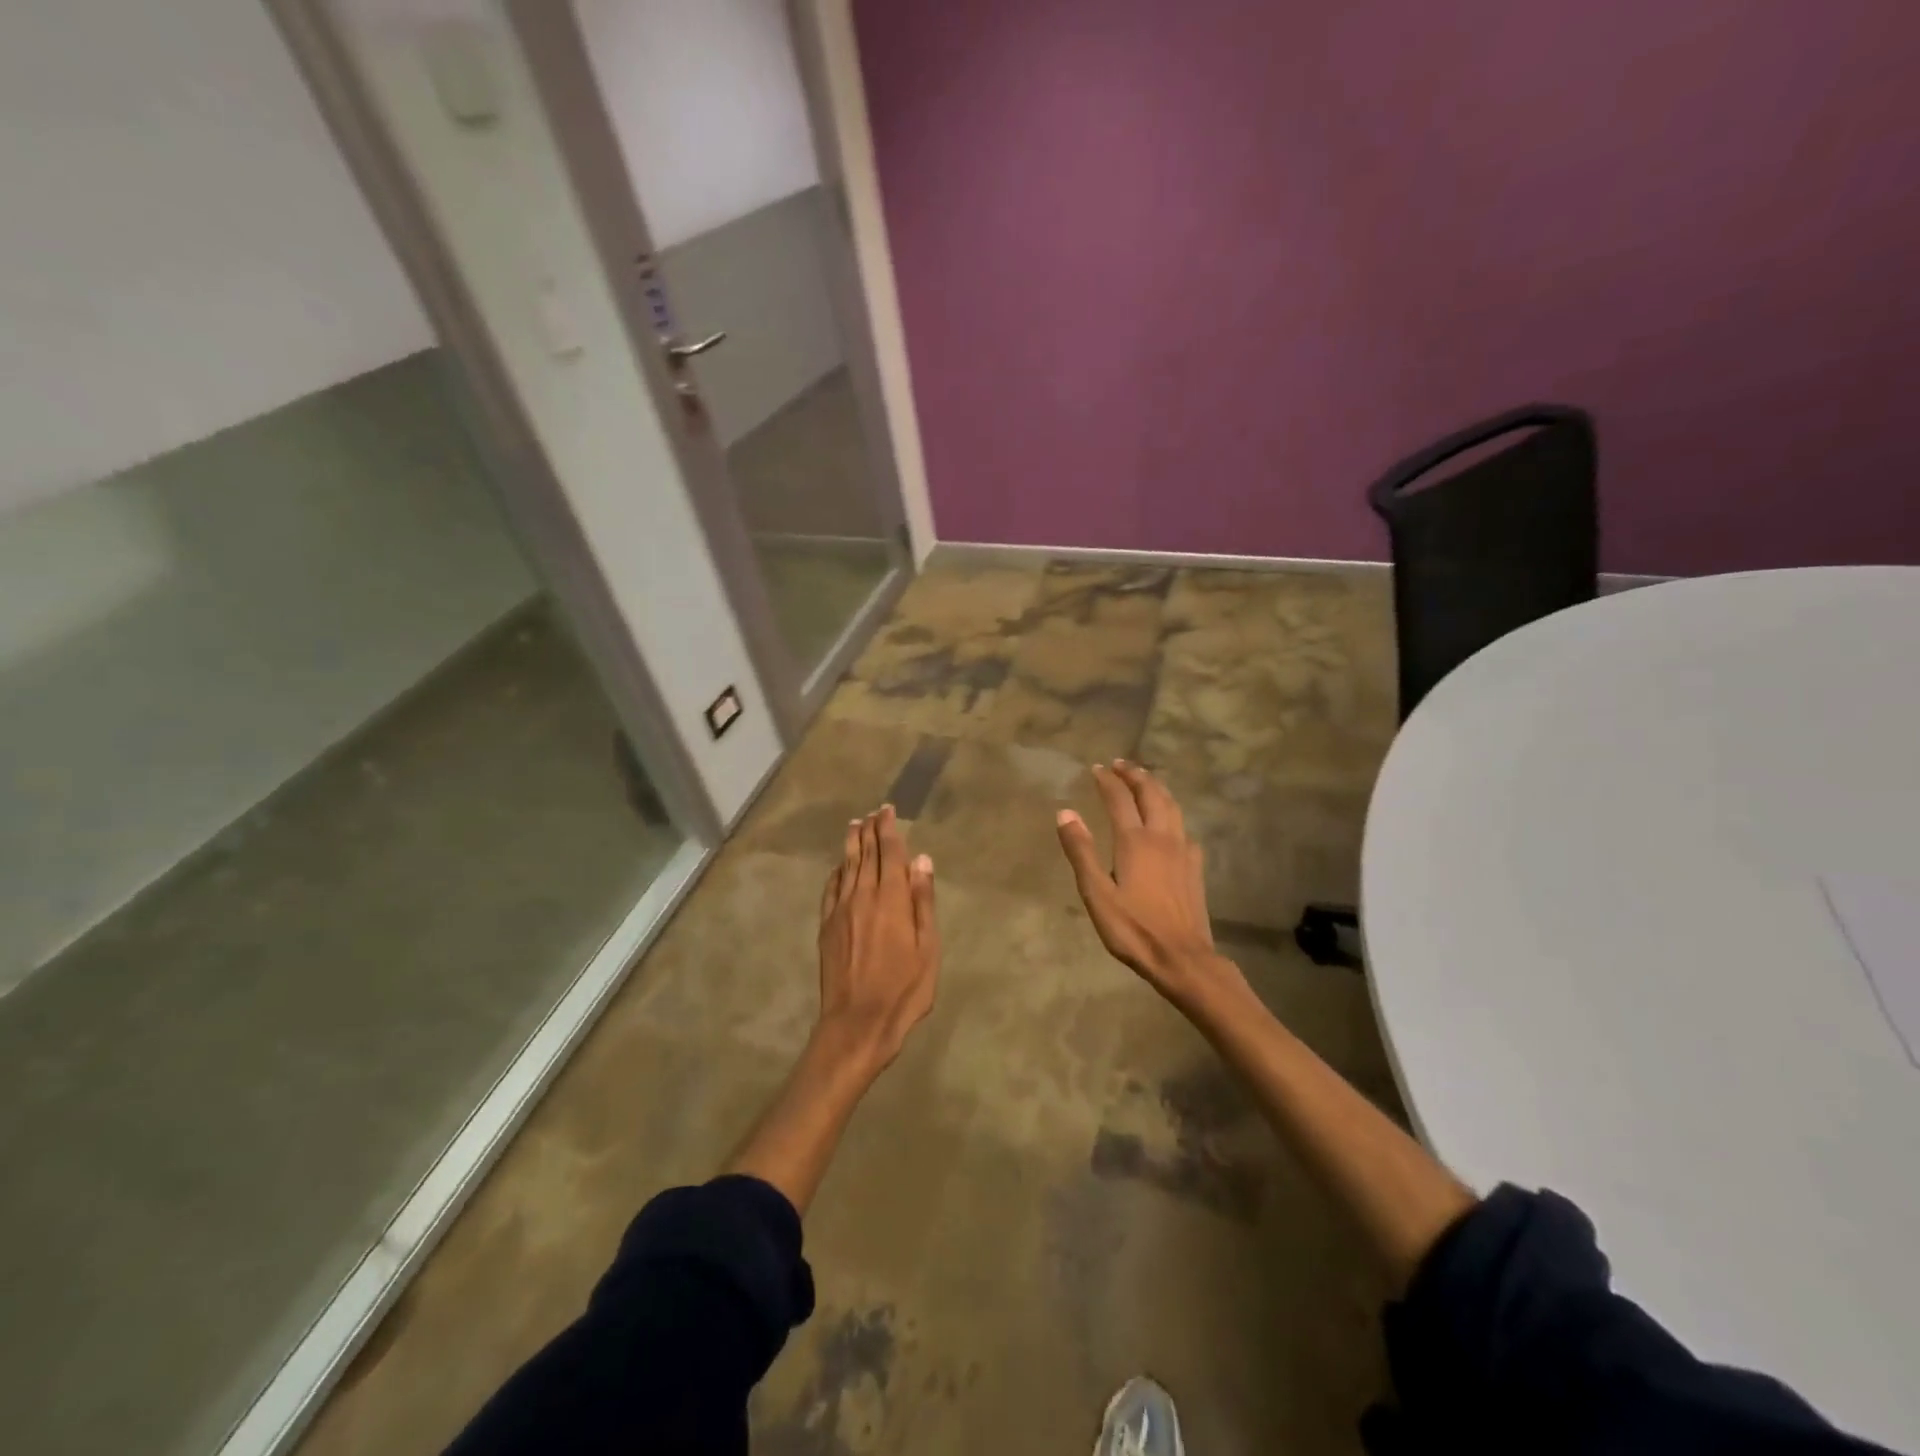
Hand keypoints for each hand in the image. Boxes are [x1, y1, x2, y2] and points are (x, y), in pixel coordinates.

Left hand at [816, 804, 938, 1069]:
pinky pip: (831, 889)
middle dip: (870, 830)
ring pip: (845, 867)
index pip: (889, 852)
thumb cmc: (904, 989)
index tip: (888, 810)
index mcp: (891, 899)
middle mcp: (862, 896)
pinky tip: (839, 867)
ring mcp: (840, 911)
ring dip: (851, 844)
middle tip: (873, 812)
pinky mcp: (826, 927)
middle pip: (865, 854)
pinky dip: (836, 872)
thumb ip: (923, 901)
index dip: (888, 829)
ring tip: (854, 825)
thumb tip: (921, 860)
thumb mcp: (928, 948)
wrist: (857, 1023)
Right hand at [1056, 761, 1243, 1007]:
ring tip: (1145, 780)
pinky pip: (1183, 827)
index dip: (1107, 780)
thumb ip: (1081, 851)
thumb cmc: (1133, 928)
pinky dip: (1171, 813)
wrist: (1182, 957)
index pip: (1119, 798)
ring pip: (1172, 806)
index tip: (1096, 768)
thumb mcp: (1096, 894)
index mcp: (1135, 841)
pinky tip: (1169, 823)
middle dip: (1135, 774)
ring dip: (1156, 787)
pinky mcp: (1195, 866)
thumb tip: (1065, 812)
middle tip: (1121, 763)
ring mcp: (1183, 850)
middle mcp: (1162, 837)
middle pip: (1151, 793)